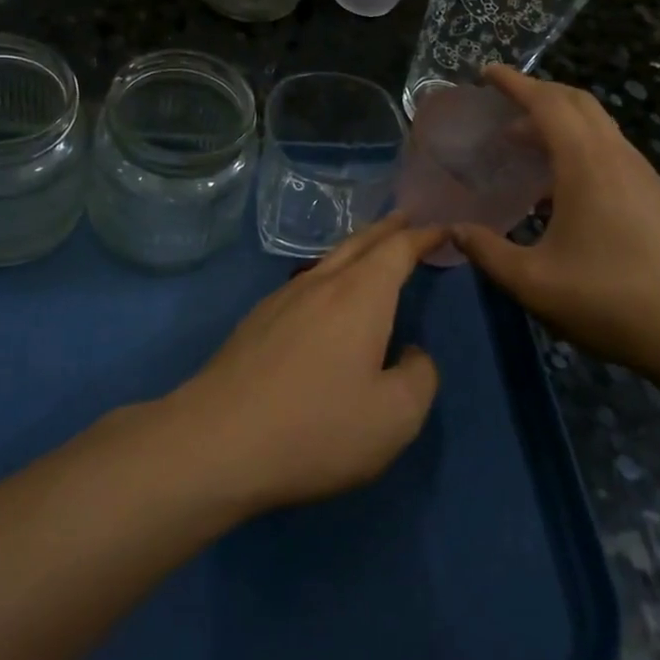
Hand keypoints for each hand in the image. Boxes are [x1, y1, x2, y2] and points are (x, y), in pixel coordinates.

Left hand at [171, 214, 446, 514]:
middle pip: (359, 243)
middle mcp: (320, 284)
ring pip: (328, 260)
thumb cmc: (316, 428)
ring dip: (356, 248)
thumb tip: (412, 353)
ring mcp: (282, 298)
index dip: (422, 236)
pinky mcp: (257, 320)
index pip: (397, 250)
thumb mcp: (394, 418)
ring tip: (371, 250)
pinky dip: (329, 273)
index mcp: (360, 296)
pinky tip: (325, 294)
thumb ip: (419, 377)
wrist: (218, 441)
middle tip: (407, 218)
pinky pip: (305, 281)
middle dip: (387, 229)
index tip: (441, 228)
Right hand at [452, 66, 659, 385]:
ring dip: (560, 121)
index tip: (486, 72)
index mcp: (586, 164)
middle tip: (502, 104)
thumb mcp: (533, 282)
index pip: (547, 103)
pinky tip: (560, 185)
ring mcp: (642, 176)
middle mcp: (617, 157)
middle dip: (538, 93)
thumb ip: (488, 251)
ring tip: (523, 143)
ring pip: (598, 126)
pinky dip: (578, 145)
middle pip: (577, 103)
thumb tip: (455, 231)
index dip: (514, 83)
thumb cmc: (611, 300)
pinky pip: (610, 150)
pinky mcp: (655, 198)